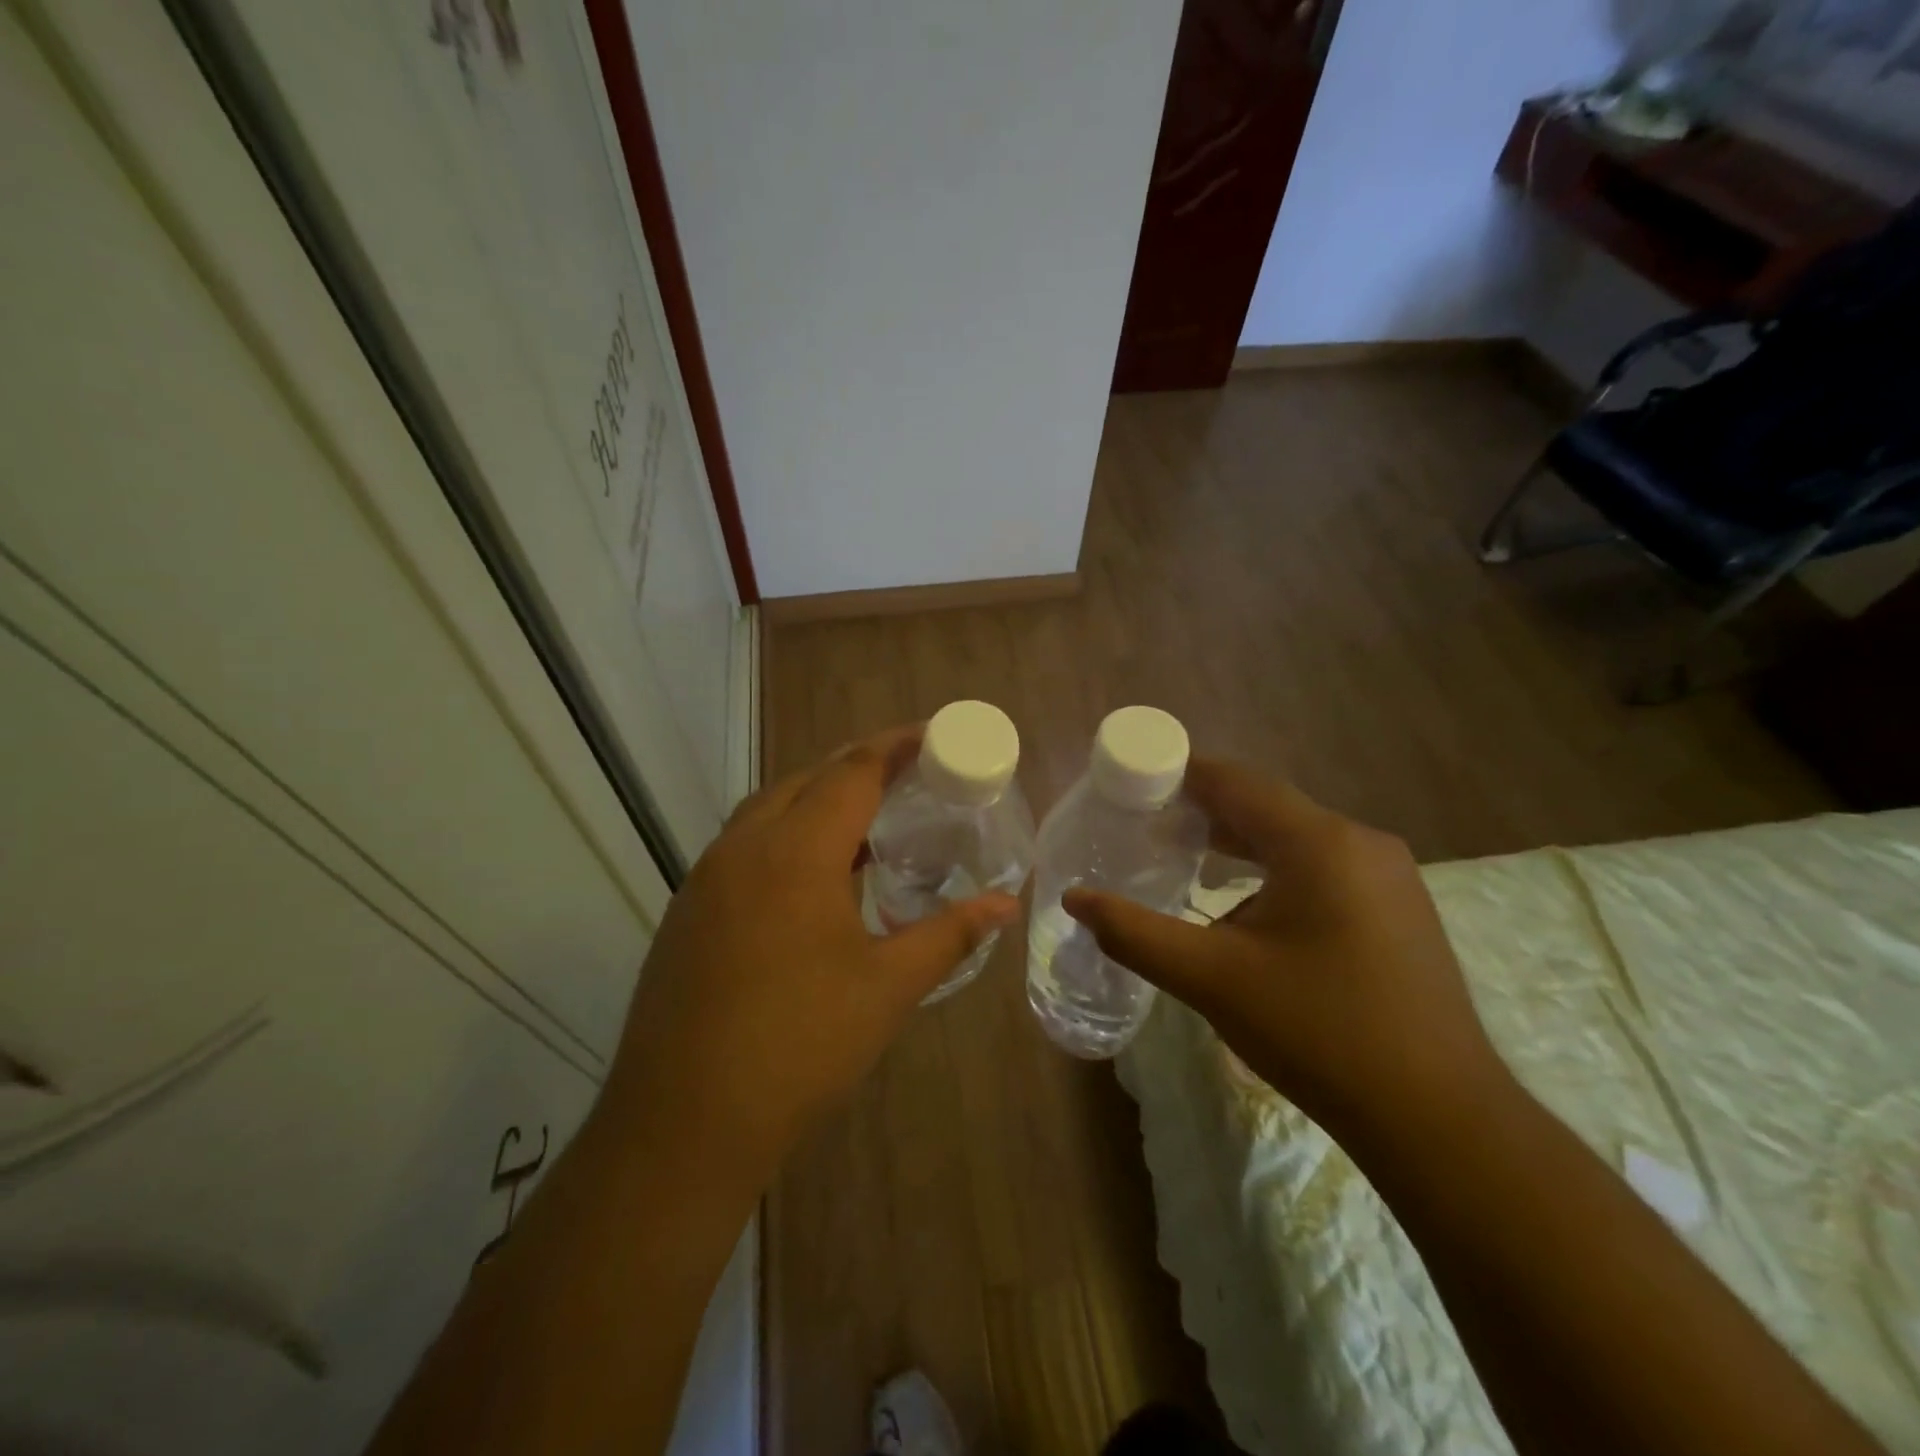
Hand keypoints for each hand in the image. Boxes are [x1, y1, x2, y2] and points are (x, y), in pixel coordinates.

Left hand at [605, 725, 1019, 1186]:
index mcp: (796, 852)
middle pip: (806, 780)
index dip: (894, 747)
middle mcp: (744, 847)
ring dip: (816, 799)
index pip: (852, 773)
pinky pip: (743, 845)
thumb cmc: (800, 1046)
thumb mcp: (888, 987)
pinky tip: (810, 875)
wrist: (684, 1122)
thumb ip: (949, 934)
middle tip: (905, 774)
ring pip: (768, 809)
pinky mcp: (687, 910)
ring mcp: (706, 878)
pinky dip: (784, 835)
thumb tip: (1004, 904)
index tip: (931, 734)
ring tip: (864, 819)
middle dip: (856, 767)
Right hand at [1063, 759, 1509, 1145]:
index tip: (1133, 787)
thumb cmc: (1318, 1033)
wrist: (1438, 1119)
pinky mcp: (1398, 909)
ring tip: (1185, 863)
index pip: (1235, 781)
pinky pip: (1322, 867)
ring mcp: (1388, 875)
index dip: (1180, 776)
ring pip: (1295, 839)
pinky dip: (1274, 872)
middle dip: (1203, 813)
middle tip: (1146, 829)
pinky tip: (1245, 910)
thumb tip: (1074, 900)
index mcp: (1318, 842)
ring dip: (1238, 845)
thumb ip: (1134, 933)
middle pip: (1265, 807)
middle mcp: (1360, 842)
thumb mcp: (1212, 979)